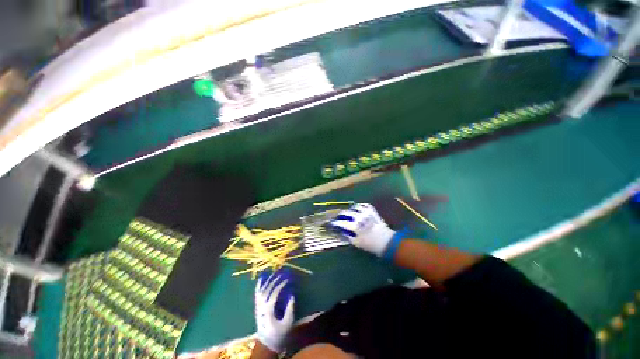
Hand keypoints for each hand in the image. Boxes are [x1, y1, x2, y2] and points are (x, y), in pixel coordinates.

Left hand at [254, 273, 294, 352]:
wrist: (267, 343)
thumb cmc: (279, 333)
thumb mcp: (287, 323)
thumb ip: (290, 309)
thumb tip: (292, 295)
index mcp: (268, 310)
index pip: (275, 292)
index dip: (281, 284)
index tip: (288, 279)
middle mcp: (261, 306)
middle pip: (267, 289)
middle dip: (275, 279)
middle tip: (282, 272)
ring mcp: (258, 306)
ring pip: (261, 290)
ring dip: (268, 280)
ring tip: (274, 272)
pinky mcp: (257, 307)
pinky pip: (257, 294)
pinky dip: (259, 285)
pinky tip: (262, 278)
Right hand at [330, 203, 398, 257]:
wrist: (386, 242)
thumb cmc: (370, 244)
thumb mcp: (356, 242)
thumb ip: (347, 235)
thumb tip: (341, 230)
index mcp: (355, 226)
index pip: (341, 222)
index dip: (336, 223)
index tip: (333, 223)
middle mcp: (359, 217)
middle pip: (346, 213)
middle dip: (341, 215)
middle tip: (339, 217)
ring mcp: (366, 213)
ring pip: (354, 207)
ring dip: (350, 210)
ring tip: (348, 213)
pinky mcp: (372, 211)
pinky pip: (363, 205)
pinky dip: (359, 206)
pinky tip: (357, 210)